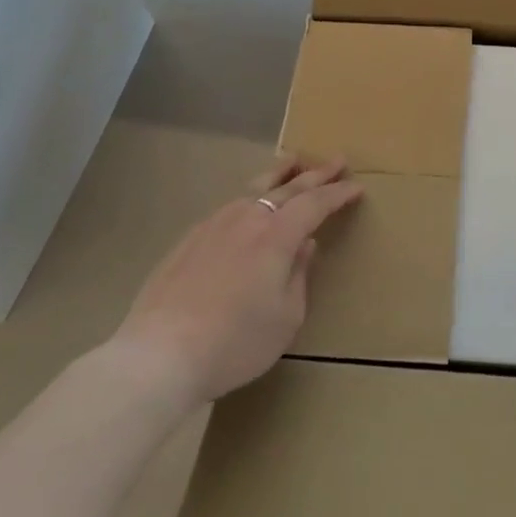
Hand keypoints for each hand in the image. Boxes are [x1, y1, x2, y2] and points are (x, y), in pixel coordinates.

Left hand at [103, 156, 362, 405]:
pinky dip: (250, 195)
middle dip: (316, 173)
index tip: (356, 187)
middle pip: (288, 187)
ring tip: (293, 161)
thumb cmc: (235, 342)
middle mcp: (247, 219)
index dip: (338, 194)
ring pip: (254, 188)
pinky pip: (230, 205)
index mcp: (277, 236)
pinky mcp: (189, 239)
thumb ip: (299, 275)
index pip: (315, 204)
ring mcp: (214, 225)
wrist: (159, 355)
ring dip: (280, 174)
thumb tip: (305, 246)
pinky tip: (249, 202)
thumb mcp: (286, 317)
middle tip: (337, 161)